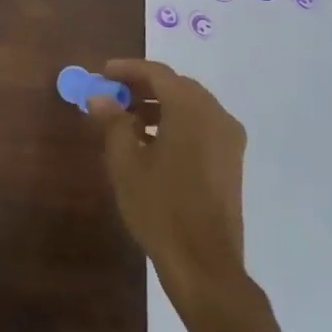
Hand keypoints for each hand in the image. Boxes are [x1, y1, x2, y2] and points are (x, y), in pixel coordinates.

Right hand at [88, 60, 248, 298]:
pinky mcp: (231, 160)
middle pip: (177, 86)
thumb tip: (100, 98)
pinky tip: (151, 142)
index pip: (158, 73)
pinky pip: (201, 126)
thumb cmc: (160, 207)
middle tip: (112, 94)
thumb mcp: (126, 162)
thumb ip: (113, 122)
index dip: (128, 69)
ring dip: (159, 105)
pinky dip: (175, 122)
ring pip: (190, 106)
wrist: (204, 262)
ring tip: (126, 119)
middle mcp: (216, 116)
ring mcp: (228, 139)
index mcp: (192, 110)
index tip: (102, 72)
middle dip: (143, 86)